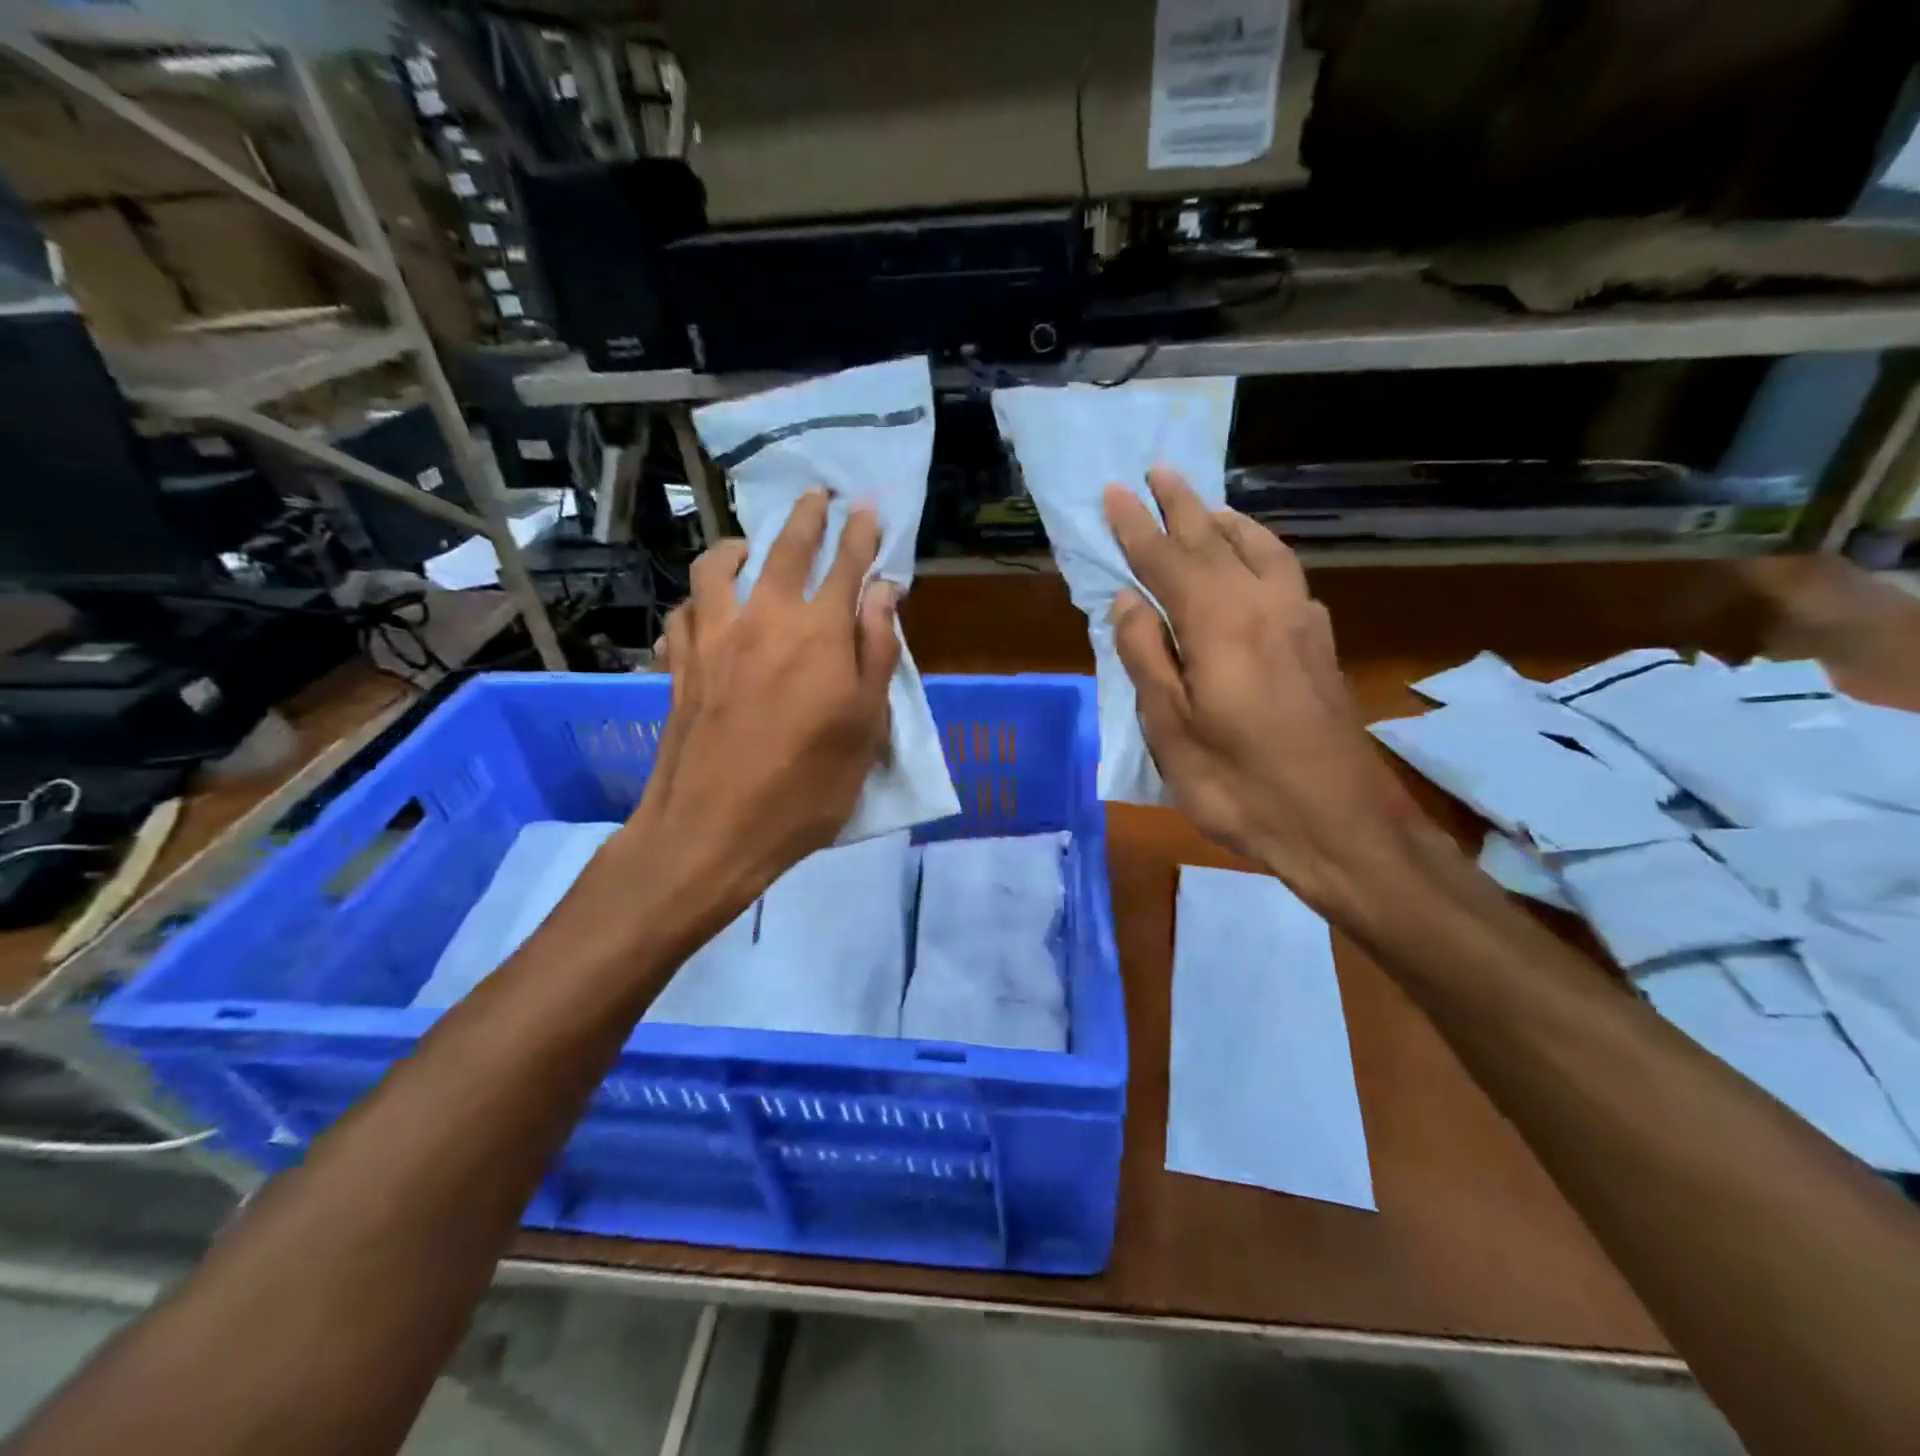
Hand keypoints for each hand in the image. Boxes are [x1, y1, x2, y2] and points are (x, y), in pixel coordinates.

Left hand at [618, 490, 898, 926]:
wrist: (713, 829)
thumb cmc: (806, 787)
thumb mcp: (865, 728)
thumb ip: (876, 653)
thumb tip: (883, 593)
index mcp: (819, 634)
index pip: (846, 565)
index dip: (861, 532)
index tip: (868, 505)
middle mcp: (764, 618)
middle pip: (785, 549)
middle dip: (807, 516)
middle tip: (818, 495)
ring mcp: (713, 637)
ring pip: (719, 566)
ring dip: (740, 546)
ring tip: (749, 546)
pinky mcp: (679, 663)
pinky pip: (684, 610)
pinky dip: (699, 598)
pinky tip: (706, 607)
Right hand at [1105, 468, 1417, 914]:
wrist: (1339, 824)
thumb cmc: (1239, 784)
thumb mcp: (1171, 730)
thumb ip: (1147, 657)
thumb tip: (1128, 601)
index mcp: (1218, 624)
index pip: (1167, 560)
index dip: (1137, 526)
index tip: (1114, 492)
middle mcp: (1263, 606)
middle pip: (1216, 541)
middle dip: (1183, 505)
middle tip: (1159, 471)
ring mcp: (1300, 622)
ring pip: (1262, 550)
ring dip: (1228, 522)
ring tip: (1207, 507)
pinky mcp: (1320, 645)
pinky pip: (1286, 574)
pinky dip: (1262, 552)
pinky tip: (1257, 563)